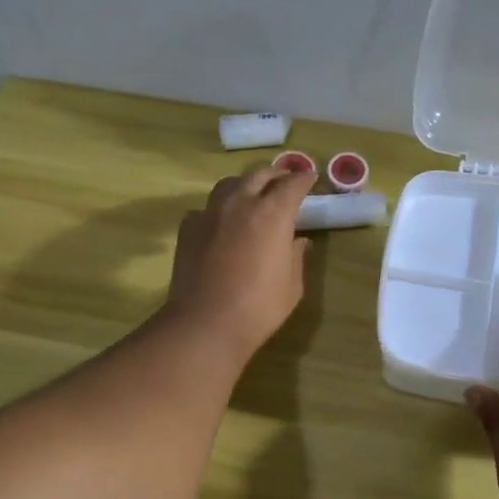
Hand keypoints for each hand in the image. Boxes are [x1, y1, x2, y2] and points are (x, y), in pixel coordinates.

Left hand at [162, 162, 317, 360]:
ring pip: (229, 185)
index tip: (310, 179)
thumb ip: (296, 257)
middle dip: (275, 176)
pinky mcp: (188, 228)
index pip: (293, 184)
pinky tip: (220, 224)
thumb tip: (298, 241)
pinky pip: (206, 209)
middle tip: (283, 183)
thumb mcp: (292, 286)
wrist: (205, 323)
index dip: (304, 179)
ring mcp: (210, 213)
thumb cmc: (258, 307)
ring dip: (244, 186)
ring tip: (251, 197)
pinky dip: (218, 210)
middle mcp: (241, 203)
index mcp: (273, 213)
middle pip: (259, 175)